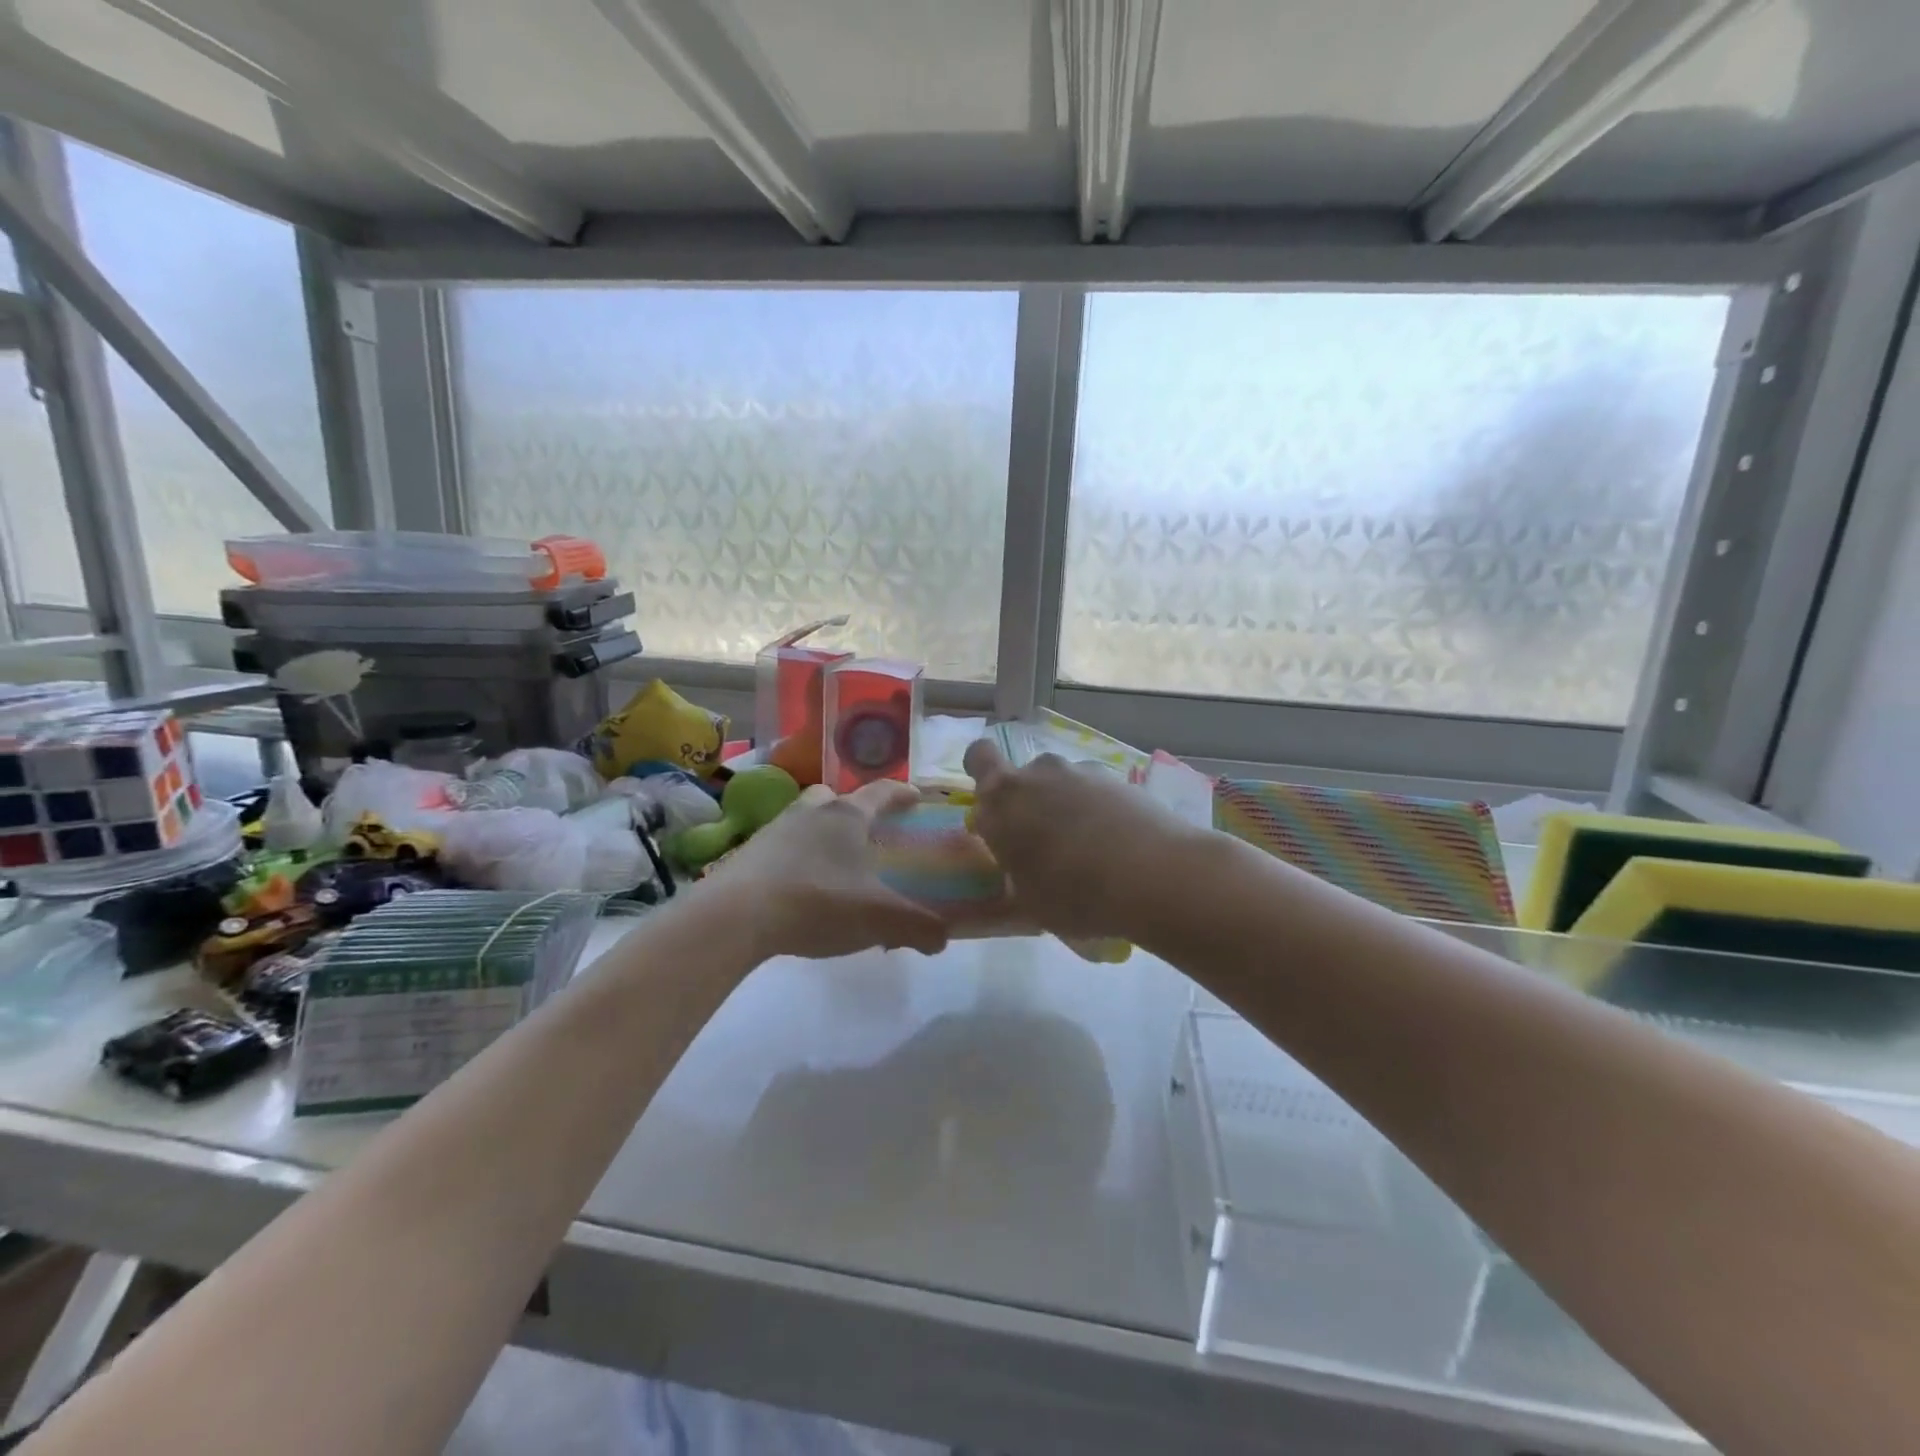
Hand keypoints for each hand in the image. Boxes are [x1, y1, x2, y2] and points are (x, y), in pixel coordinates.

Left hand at [719, 780, 949, 960]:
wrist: (736, 916)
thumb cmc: (818, 902)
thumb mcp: (880, 918)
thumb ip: (919, 927)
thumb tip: (942, 939)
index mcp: (847, 816)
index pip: (881, 792)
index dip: (901, 794)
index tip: (916, 797)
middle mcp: (810, 812)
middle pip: (836, 799)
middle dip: (854, 810)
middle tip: (867, 833)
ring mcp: (774, 830)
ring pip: (805, 820)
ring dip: (821, 834)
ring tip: (834, 866)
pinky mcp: (748, 854)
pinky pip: (781, 847)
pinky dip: (796, 860)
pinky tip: (801, 889)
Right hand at [962, 741, 1196, 940]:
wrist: (1154, 876)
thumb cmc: (1072, 893)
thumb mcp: (1027, 899)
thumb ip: (1014, 869)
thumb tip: (1017, 861)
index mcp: (1003, 797)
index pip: (979, 756)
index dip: (983, 772)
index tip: (994, 804)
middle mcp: (1039, 773)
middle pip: (1026, 777)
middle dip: (1031, 803)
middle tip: (1044, 845)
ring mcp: (1083, 773)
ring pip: (1064, 785)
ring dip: (1067, 808)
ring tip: (1088, 853)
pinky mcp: (1121, 780)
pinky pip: (1097, 795)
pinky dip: (1100, 814)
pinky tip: (1117, 850)